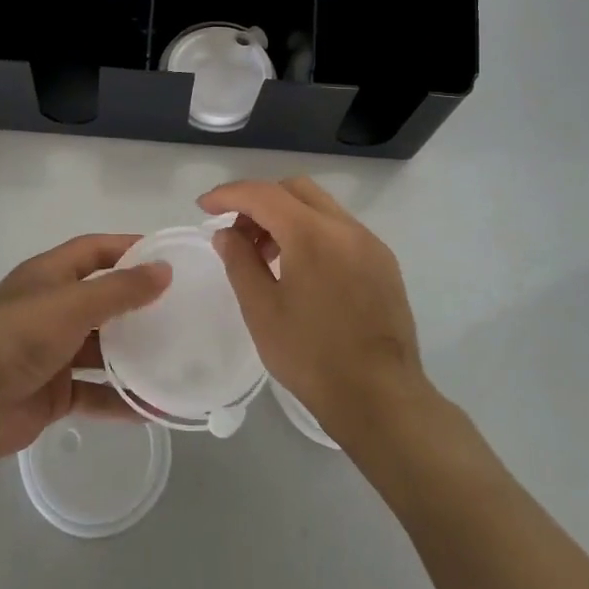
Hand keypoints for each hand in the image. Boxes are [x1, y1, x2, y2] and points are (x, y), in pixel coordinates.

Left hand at [0, 234, 168, 459]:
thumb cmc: (17, 336)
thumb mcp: (72, 304)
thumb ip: (120, 289)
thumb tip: (165, 270)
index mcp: (48, 275)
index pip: (95, 250)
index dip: (129, 248)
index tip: (169, 257)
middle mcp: (51, 308)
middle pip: (102, 299)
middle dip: (138, 305)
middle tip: (183, 310)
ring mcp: (51, 352)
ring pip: (101, 349)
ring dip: (133, 355)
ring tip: (177, 358)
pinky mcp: (53, 392)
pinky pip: (95, 392)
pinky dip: (121, 398)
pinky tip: (154, 407)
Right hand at [199, 177, 428, 438]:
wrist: (381, 399)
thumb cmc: (312, 356)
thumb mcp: (262, 310)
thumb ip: (239, 261)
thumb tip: (226, 233)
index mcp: (313, 234)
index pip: (263, 194)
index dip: (229, 194)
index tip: (204, 207)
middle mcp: (346, 227)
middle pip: (295, 190)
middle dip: (259, 201)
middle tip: (236, 232)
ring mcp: (370, 243)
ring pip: (320, 207)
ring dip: (287, 216)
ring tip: (265, 254)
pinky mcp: (384, 263)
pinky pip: (340, 230)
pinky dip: (313, 232)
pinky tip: (300, 268)